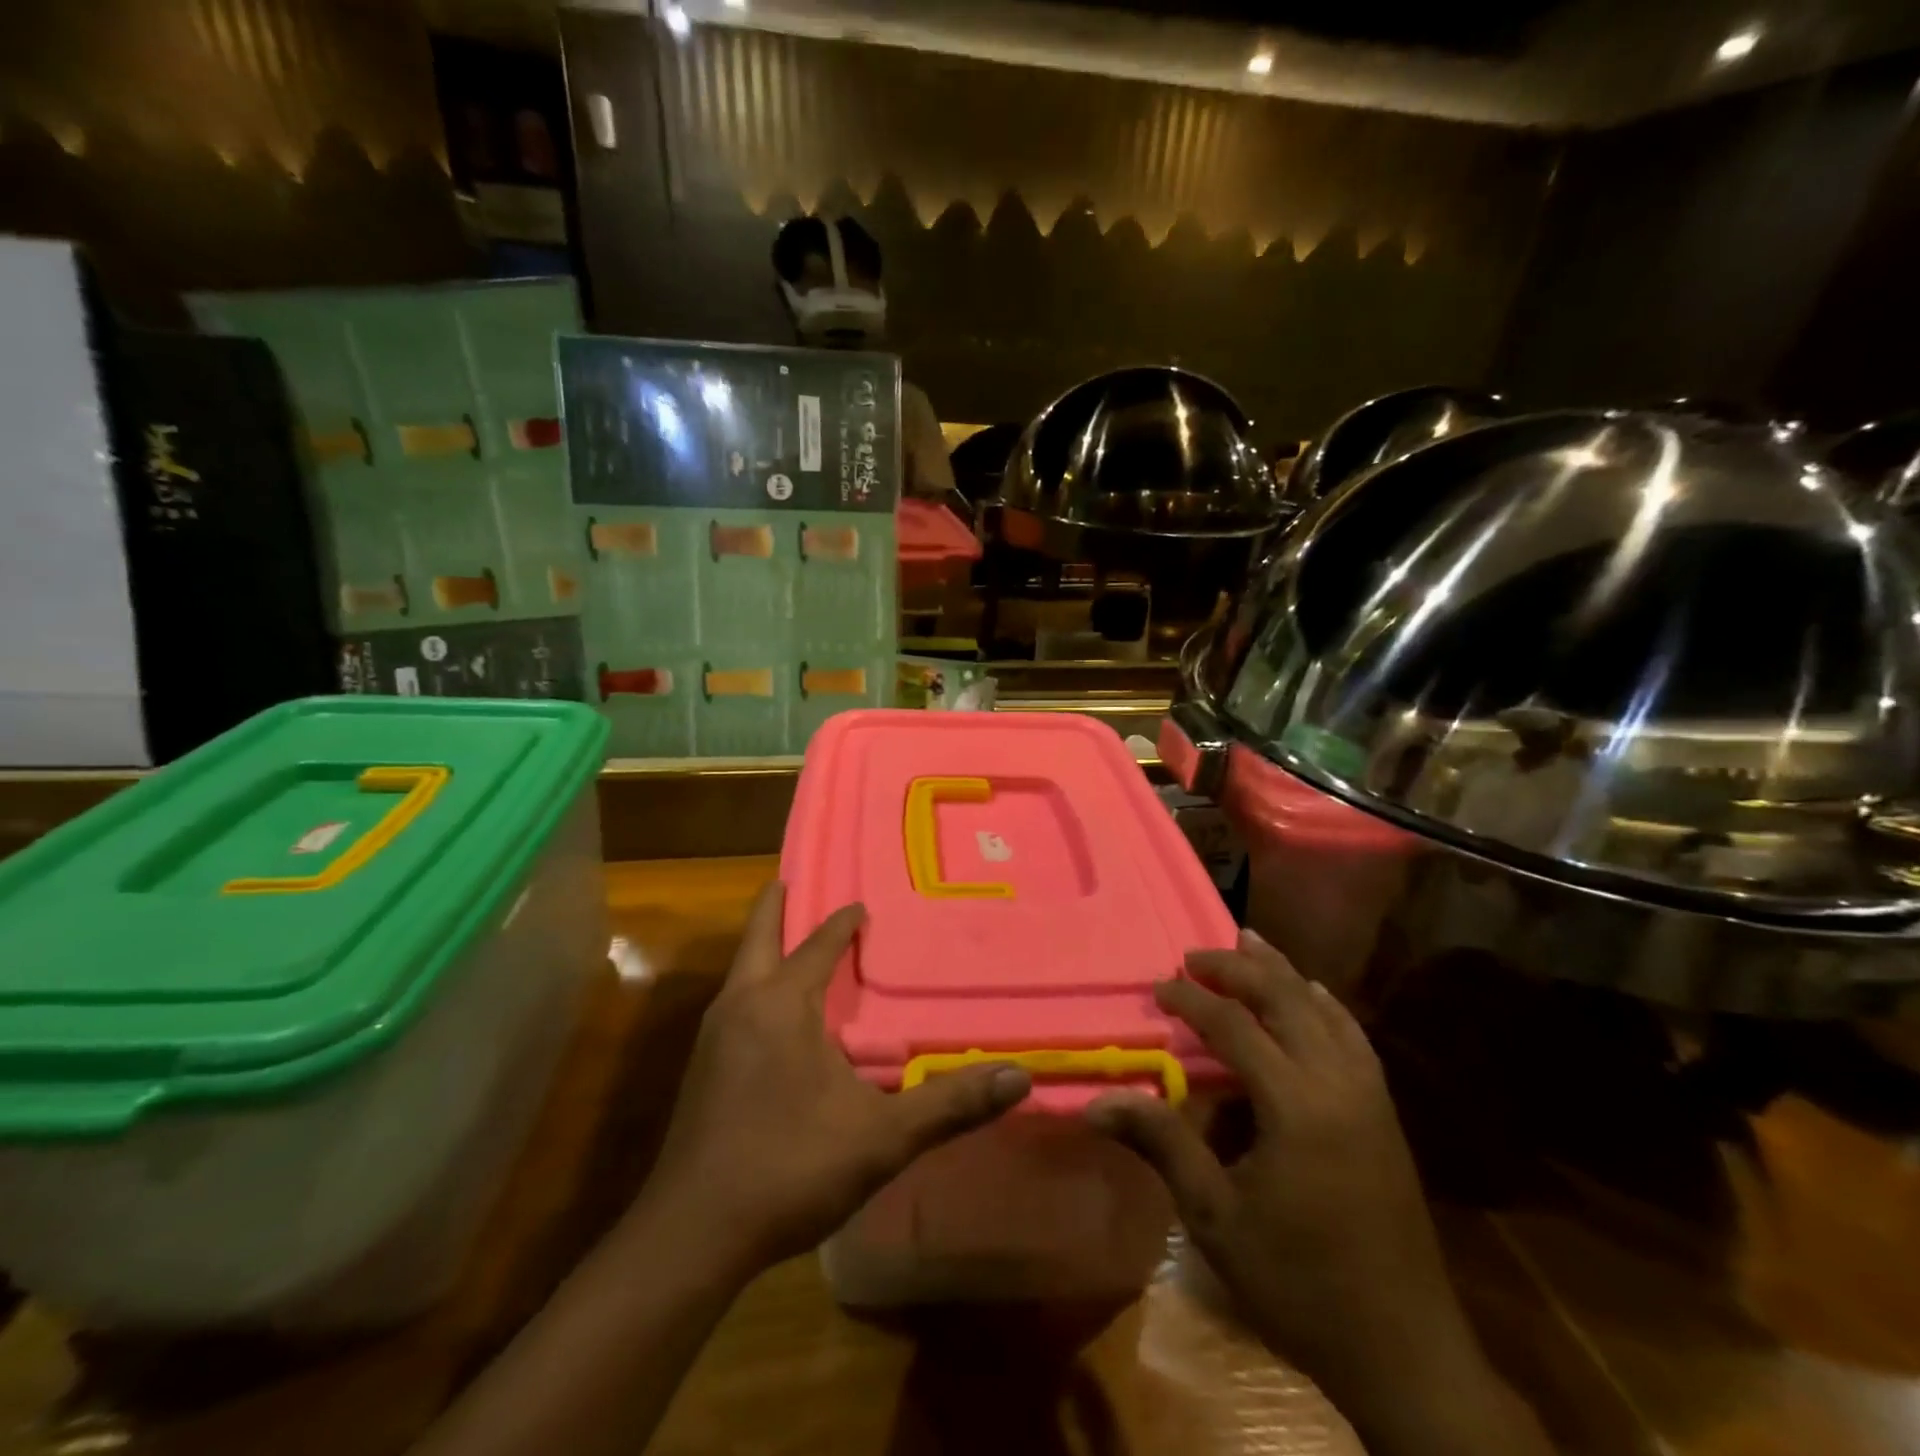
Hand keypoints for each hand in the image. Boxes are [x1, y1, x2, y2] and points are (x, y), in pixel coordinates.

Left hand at [645, 882, 1030, 1270]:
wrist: (691, 1236)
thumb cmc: (788, 1168)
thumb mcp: (880, 1138)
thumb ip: (949, 1105)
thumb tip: (1019, 1076)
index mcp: (781, 1004)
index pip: (817, 944)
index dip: (843, 921)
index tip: (862, 905)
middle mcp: (740, 1006)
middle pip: (757, 937)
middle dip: (775, 907)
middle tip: (792, 880)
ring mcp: (712, 1037)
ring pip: (740, 971)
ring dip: (764, 948)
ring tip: (790, 942)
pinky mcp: (701, 1070)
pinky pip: (733, 1004)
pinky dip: (754, 985)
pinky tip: (773, 1017)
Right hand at [1087, 931, 1550, 1455]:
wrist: (1404, 1349)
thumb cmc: (1299, 1283)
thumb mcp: (1216, 1218)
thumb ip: (1161, 1144)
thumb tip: (1095, 1104)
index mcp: (1297, 1106)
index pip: (1235, 1027)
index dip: (1192, 1000)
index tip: (1158, 987)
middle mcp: (1338, 1083)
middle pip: (1285, 999)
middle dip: (1236, 969)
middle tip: (1193, 955)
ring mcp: (1370, 1094)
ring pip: (1323, 1008)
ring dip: (1282, 972)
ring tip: (1248, 942)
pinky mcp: (1384, 1111)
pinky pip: (1352, 1034)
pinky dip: (1324, 1003)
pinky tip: (1311, 994)